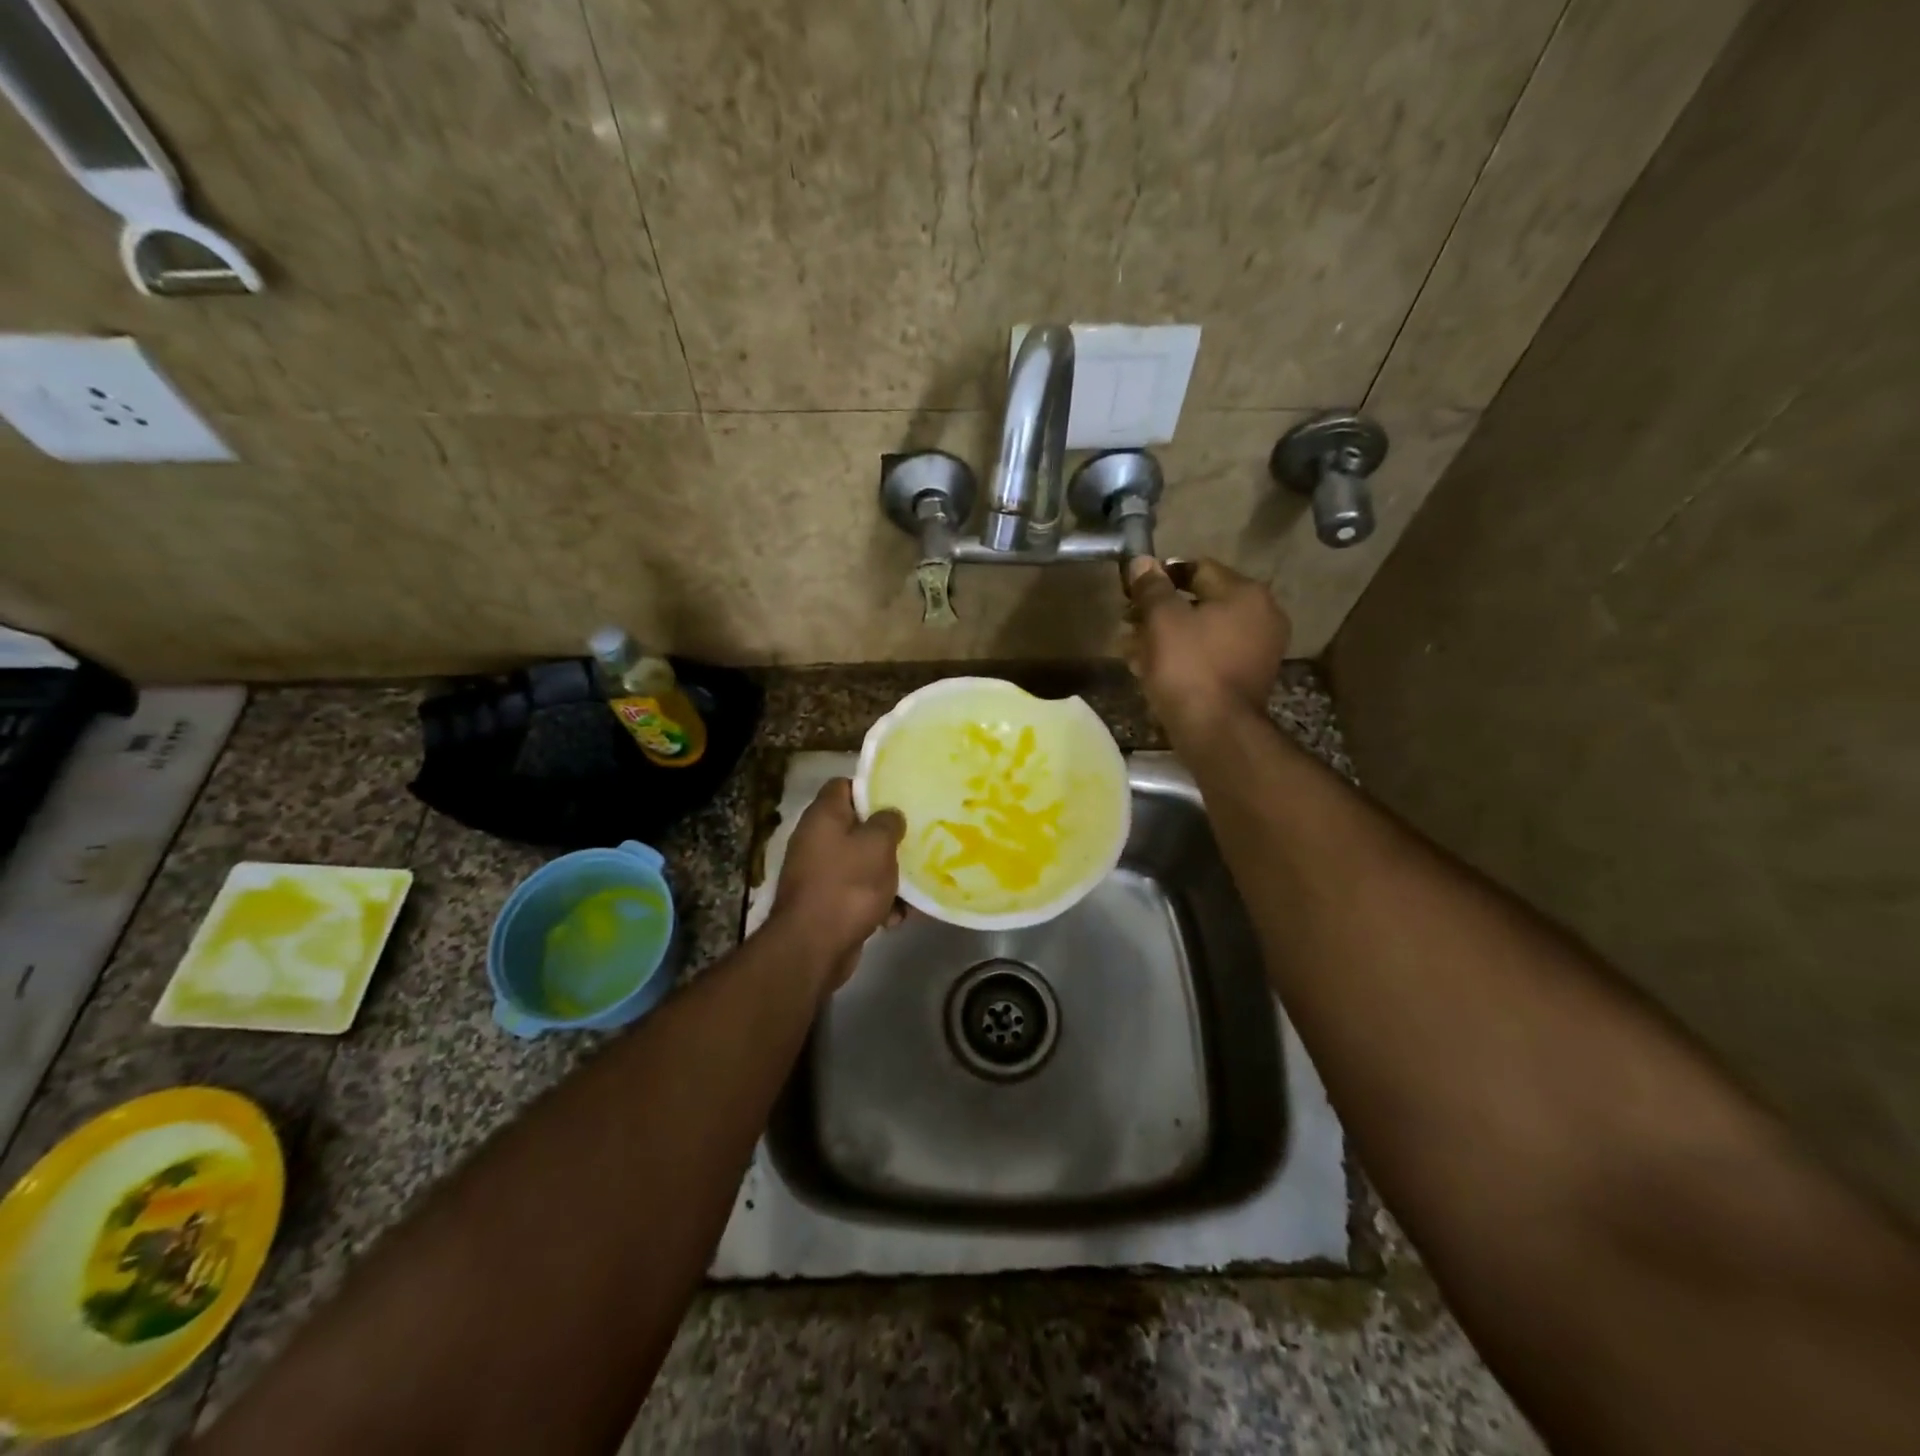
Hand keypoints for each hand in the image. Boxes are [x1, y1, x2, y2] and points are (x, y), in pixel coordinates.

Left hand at [768, 778, 905, 991]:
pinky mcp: (827, 904)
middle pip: (856, 827)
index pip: (844, 786)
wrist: (813, 947)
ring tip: (914, 885)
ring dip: (887, 875)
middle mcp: (816, 840)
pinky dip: (877, 904)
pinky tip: (897, 917)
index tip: (898, 798)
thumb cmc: (847, 885)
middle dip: (886, 837)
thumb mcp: (877, 845)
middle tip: (915, 839)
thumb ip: (888, 822)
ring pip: (862, 864)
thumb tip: (890, 816)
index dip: (871, 788)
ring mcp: (819, 874)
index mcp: (823, 816)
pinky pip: (858, 894)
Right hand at [1124, 556, 1289, 736]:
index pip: (1196, 568)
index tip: (1132, 593)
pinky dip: (1182, 658)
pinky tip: (1151, 670)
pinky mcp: (1247, 679)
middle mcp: (1261, 616)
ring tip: (1132, 650)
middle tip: (1128, 625)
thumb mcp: (1162, 620)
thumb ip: (1151, 587)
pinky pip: (1209, 657)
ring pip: (1201, 632)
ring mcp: (1258, 650)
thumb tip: (1141, 561)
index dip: (1160, 577)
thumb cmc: (1188, 667)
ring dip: (1165, 637)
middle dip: (1159, 612)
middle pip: (1199, 602)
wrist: (1216, 732)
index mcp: (1245, 593)